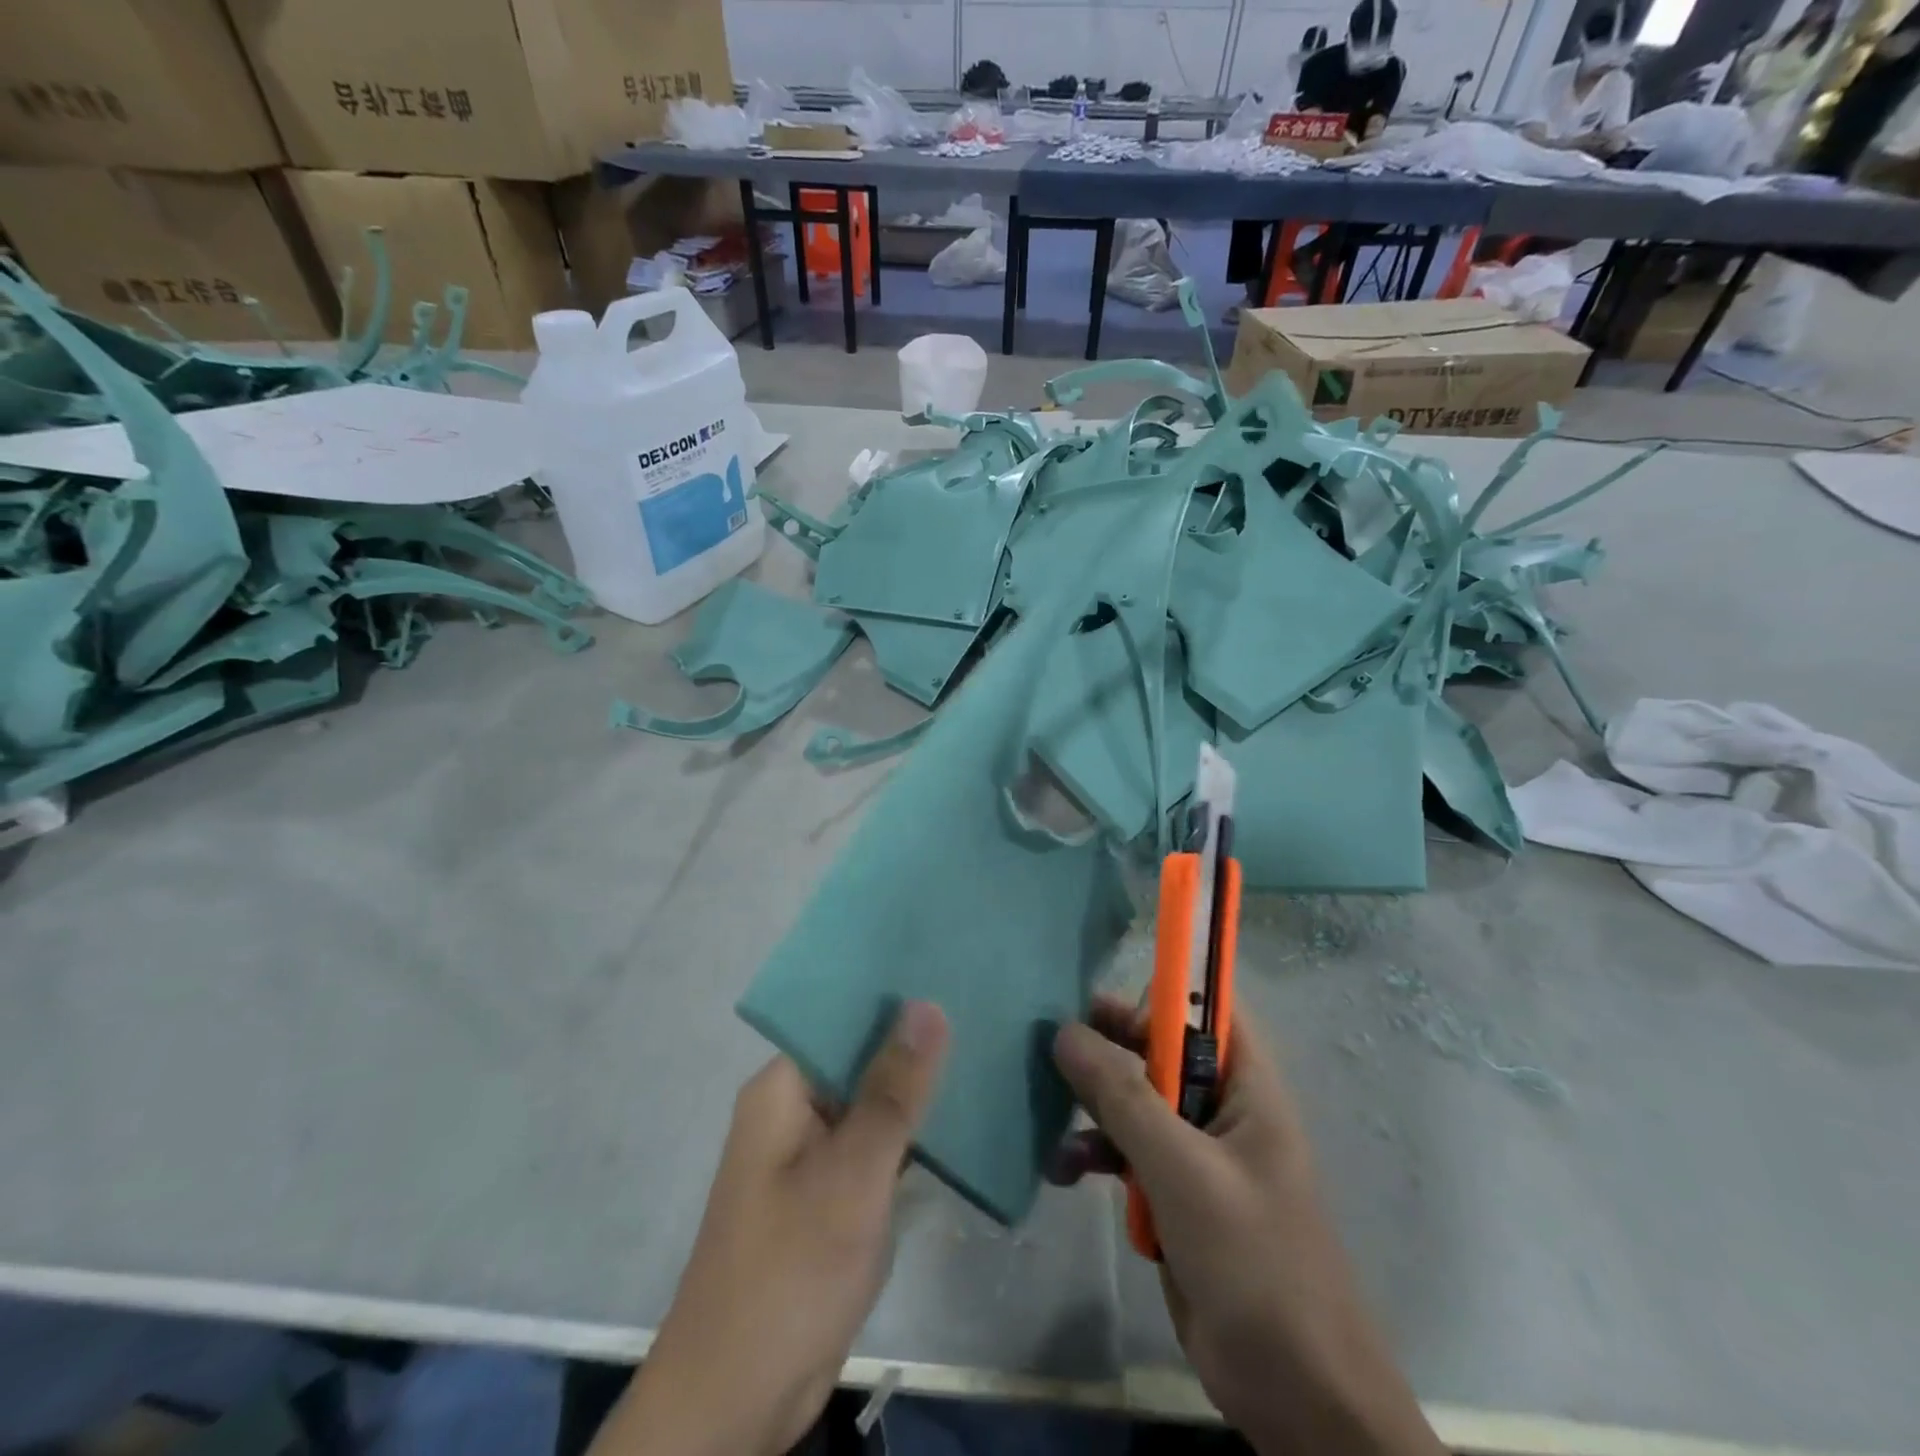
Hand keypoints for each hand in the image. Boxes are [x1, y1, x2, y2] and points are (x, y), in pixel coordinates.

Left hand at [592, 1002, 949, 1455]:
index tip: (949, 969)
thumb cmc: (791, 1270)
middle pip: (859, 1057)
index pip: (841, 1015)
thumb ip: (893, 1090)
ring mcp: (811, 1156)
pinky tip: (964, 1117)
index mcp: (782, 1088)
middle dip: (915, 1040)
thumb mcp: (852, 1174)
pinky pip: (875, 1146)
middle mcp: (793, 1111)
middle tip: (984, 1006)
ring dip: (917, 1088)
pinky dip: (911, 1134)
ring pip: (871, 1103)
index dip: (894, 994)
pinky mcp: (830, 1195)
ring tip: (986, 1047)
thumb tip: (926, 1004)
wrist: (738, 1400)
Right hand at [1052, 999, 1443, 1455]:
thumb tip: (1065, 1032)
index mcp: (1246, 1087)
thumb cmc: (1255, 1264)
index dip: (1160, 991)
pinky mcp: (1174, 1197)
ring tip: (1047, 1110)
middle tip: (1055, 1040)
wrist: (1298, 1397)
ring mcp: (1197, 1155)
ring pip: (1136, 1101)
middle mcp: (1222, 1108)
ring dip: (1092, 1106)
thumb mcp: (1183, 1171)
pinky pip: (1127, 1153)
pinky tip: (1062, 1171)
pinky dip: (1095, 1154)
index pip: (1207, 1009)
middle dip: (1109, 1045)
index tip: (1101, 997)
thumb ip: (1123, 1097)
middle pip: (1160, 1050)